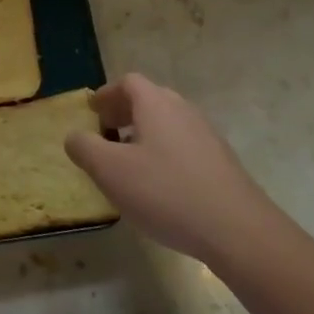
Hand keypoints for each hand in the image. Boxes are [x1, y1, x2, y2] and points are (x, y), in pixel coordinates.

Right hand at [64, 73, 277, 264]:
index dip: (107, 94)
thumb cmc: (166, 192)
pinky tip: (158, 185)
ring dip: (144, 134)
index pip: (128, 82)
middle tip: (105, 132)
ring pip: (168, 124)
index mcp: (156, 104)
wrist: (238, 231)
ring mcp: (207, 137)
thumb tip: (74, 136)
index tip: (92, 111)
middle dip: (124, 112)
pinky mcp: (222, 164)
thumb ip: (84, 148)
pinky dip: (164, 153)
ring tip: (128, 162)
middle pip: (150, 100)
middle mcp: (183, 111)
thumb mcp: (110, 171)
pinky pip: (184, 146)